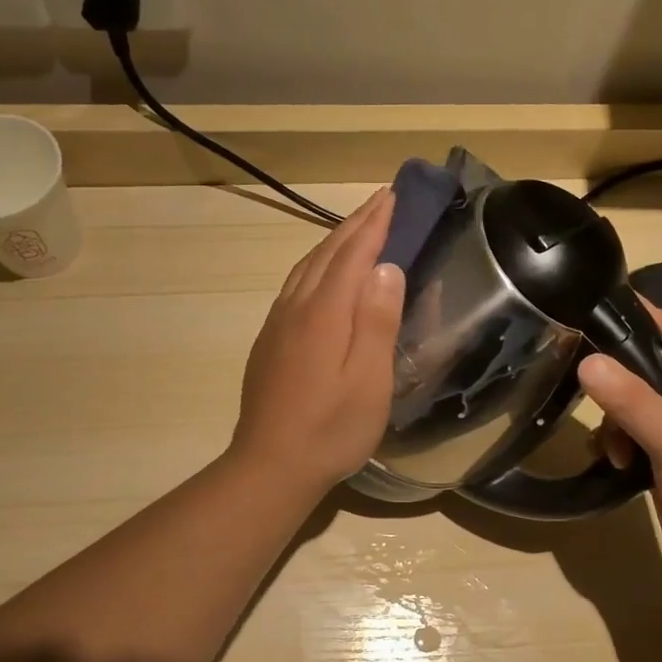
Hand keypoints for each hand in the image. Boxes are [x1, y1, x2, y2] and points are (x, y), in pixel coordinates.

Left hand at [230, 189, 404, 496]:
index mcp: (324, 313)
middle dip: (355, 224)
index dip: (374, 224)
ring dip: (333, 241)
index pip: (353, 255)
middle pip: (327, 253)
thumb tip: (386, 267)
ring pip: (306, 267)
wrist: (270, 465)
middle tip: (380, 201)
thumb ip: (376, 320)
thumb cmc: (331, 428)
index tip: (392, 196)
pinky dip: (315, 265)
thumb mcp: (369, 380)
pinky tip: (321, 274)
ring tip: (356, 228)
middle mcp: (296, 308)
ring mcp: (278, 323)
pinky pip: (295, 285)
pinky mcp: (269, 341)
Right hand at [577, 301, 661, 581]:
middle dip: (620, 382)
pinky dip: (627, 444)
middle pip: (652, 368)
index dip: (641, 313)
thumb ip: (630, 398)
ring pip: (642, 405)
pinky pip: (644, 435)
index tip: (596, 301)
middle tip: (587, 387)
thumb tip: (587, 362)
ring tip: (615, 449)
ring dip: (620, 422)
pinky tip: (618, 464)